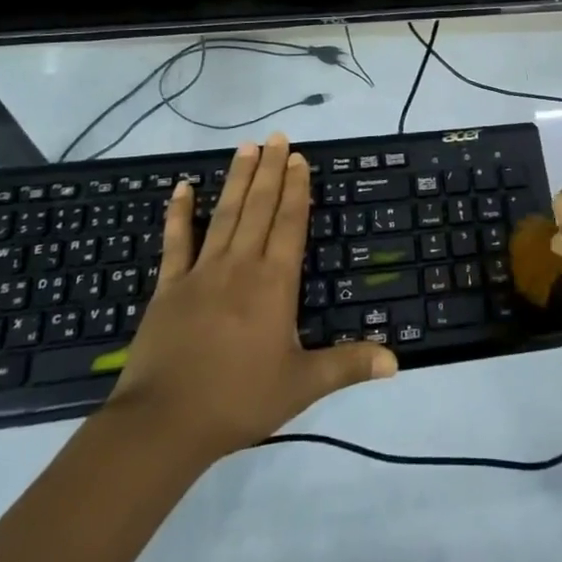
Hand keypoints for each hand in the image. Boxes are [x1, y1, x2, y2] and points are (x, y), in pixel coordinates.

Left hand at [107, 134, 396, 460]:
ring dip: (237, 179)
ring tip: (246, 147)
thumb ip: (348, 365)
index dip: (296, 189)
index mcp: (274, 283)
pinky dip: (179, 213)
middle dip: (270, 170)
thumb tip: (396, 361)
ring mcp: (202, 272)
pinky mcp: (170, 287)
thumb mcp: (302, 385)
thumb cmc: (239, 400)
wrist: (164, 424)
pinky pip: (176, 242)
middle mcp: (241, 266)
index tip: (299, 158)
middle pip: (259, 208)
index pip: (289, 224)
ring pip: (225, 214)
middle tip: (277, 137)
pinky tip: (183, 188)